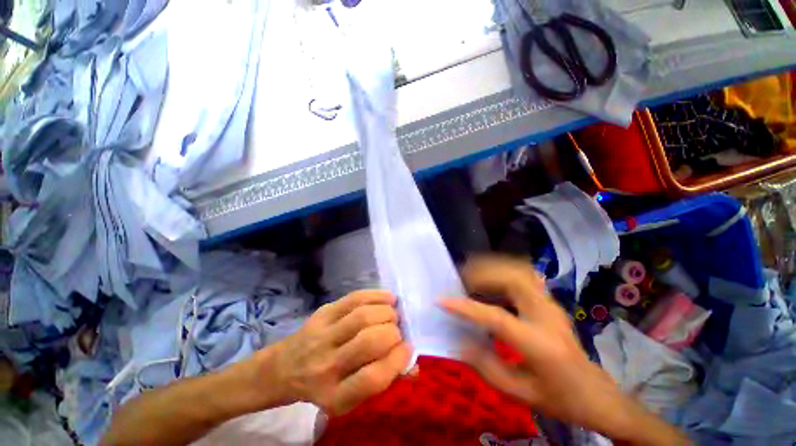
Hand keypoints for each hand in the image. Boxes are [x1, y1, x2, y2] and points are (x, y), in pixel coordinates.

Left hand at [260, 290, 410, 415]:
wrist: (285, 368)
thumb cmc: (324, 385)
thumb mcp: (350, 397)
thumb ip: (382, 380)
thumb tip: (413, 365)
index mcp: (335, 395)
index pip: (373, 377)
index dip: (397, 359)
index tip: (408, 348)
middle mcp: (326, 366)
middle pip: (369, 341)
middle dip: (393, 332)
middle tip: (397, 330)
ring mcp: (322, 335)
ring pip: (362, 316)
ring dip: (386, 312)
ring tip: (393, 314)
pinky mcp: (322, 313)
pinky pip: (354, 298)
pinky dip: (376, 295)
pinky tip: (388, 298)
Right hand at [441, 256, 688, 444]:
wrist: (596, 393)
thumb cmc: (558, 398)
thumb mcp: (519, 393)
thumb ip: (485, 366)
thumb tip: (458, 339)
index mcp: (540, 345)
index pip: (498, 318)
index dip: (466, 308)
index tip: (442, 300)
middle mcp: (547, 316)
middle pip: (515, 279)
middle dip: (483, 273)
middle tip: (461, 279)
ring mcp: (551, 304)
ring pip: (520, 270)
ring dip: (493, 269)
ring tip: (471, 277)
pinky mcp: (549, 301)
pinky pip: (524, 275)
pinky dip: (502, 271)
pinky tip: (489, 282)